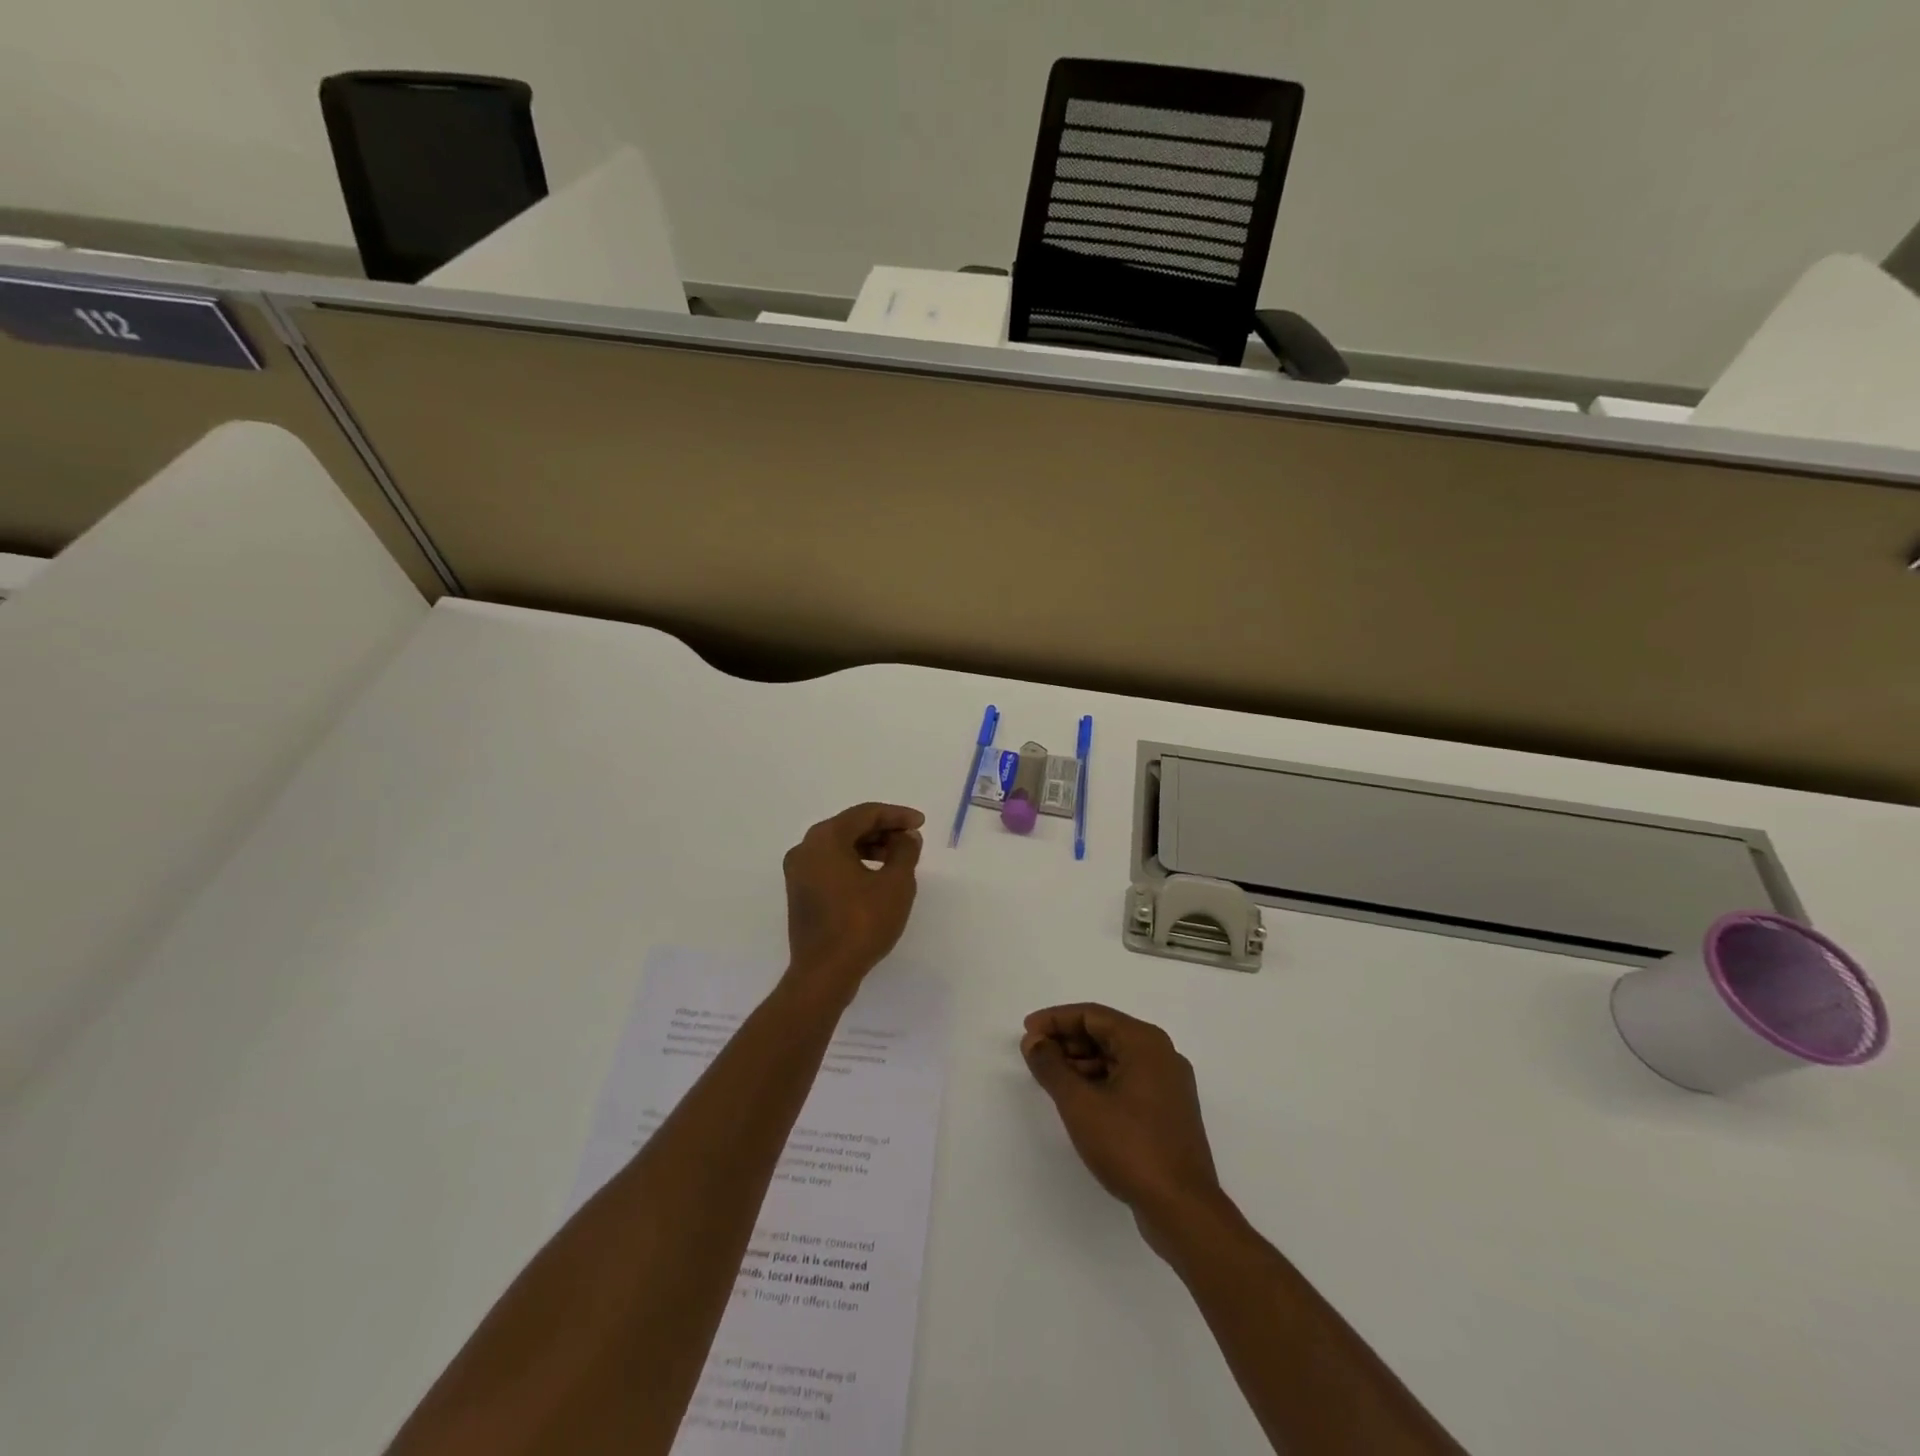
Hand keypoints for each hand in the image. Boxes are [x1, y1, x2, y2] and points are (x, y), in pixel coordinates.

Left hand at [781, 802, 924, 1001]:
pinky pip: (831, 865)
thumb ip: (905, 851)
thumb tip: (907, 837)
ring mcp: (799, 871)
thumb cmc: (862, 923)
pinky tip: (877, 877)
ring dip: (870, 847)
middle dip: (884, 830)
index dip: (897, 815)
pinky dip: (855, 863)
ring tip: (899, 860)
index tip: (921, 824)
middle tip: (911, 840)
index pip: (865, 814)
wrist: (824, 973)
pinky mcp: (800, 892)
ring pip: (840, 846)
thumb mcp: (896, 884)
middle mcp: (806, 848)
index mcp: (825, 838)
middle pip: (850, 827)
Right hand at [1022, 1004, 1223, 1242]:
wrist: (1182, 1209)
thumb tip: (1034, 1041)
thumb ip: (1052, 1066)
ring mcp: (1169, 1084)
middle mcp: (1162, 1054)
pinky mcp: (1169, 1112)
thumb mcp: (1080, 1104)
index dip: (1055, 1020)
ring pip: (1117, 1058)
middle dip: (1067, 1041)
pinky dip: (1100, 1082)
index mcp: (1145, 1042)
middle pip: (1106, 1033)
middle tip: (1035, 1055)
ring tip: (1051, 1078)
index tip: (1027, 1032)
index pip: (1092, 1015)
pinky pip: (1128, 1081)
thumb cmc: (1129, 1146)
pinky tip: (1079, 1100)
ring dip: (1082, 1062)